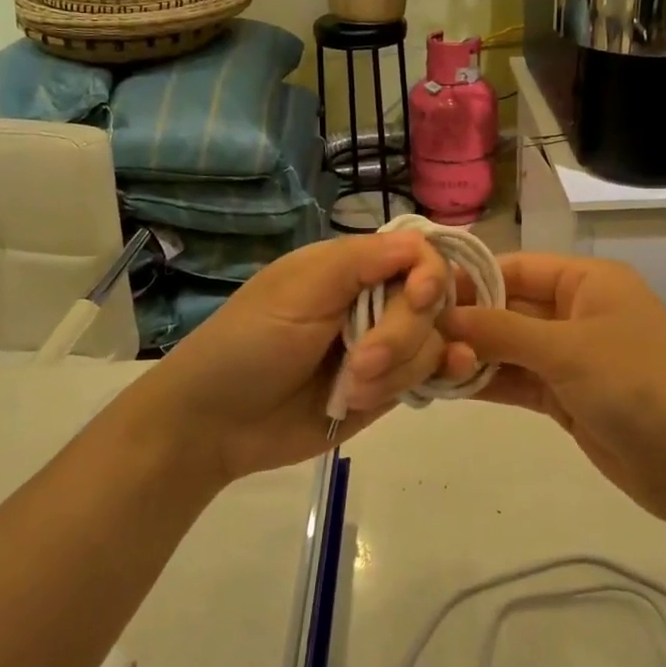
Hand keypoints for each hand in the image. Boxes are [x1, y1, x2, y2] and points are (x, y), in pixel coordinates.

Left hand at [129, 231, 476, 485]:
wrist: (217, 423)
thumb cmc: (249, 343)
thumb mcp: (298, 290)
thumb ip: (361, 262)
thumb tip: (421, 243)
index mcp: (352, 267)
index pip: (418, 256)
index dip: (430, 275)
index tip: (418, 299)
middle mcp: (375, 301)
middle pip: (431, 304)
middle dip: (400, 337)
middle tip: (357, 365)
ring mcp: (385, 347)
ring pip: (433, 343)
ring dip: (398, 371)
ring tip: (350, 393)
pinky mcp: (388, 388)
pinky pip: (431, 376)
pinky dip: (442, 377)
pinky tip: (448, 378)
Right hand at [443, 254, 665, 521]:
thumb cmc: (638, 385)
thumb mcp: (567, 350)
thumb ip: (501, 331)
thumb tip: (444, 316)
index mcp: (588, 282)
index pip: (516, 267)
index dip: (470, 278)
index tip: (419, 293)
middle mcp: (577, 312)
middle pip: (509, 307)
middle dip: (466, 320)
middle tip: (410, 333)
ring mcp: (572, 358)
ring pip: (509, 347)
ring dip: (471, 354)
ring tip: (419, 361)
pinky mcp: (567, 397)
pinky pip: (518, 381)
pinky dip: (487, 383)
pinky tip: (446, 386)